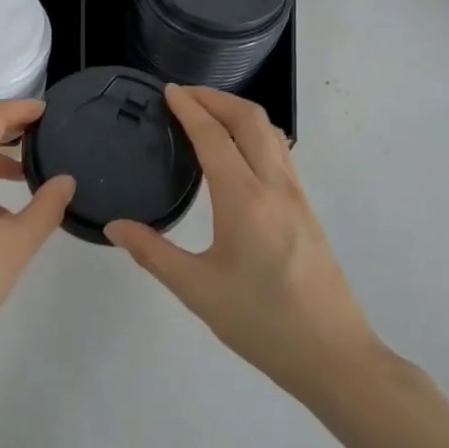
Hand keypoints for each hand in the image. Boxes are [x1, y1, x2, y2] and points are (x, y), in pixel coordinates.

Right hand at [105, 85, 379, 399]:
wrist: (334, 356)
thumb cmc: (260, 323)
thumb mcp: (196, 290)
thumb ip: (152, 252)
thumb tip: (114, 226)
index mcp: (243, 200)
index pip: (213, 136)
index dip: (189, 108)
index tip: (167, 91)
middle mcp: (275, 187)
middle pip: (250, 120)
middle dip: (216, 98)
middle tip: (184, 95)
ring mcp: (298, 197)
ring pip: (272, 133)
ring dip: (239, 113)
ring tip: (209, 115)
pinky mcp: (308, 211)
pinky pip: (282, 154)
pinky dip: (256, 134)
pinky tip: (240, 153)